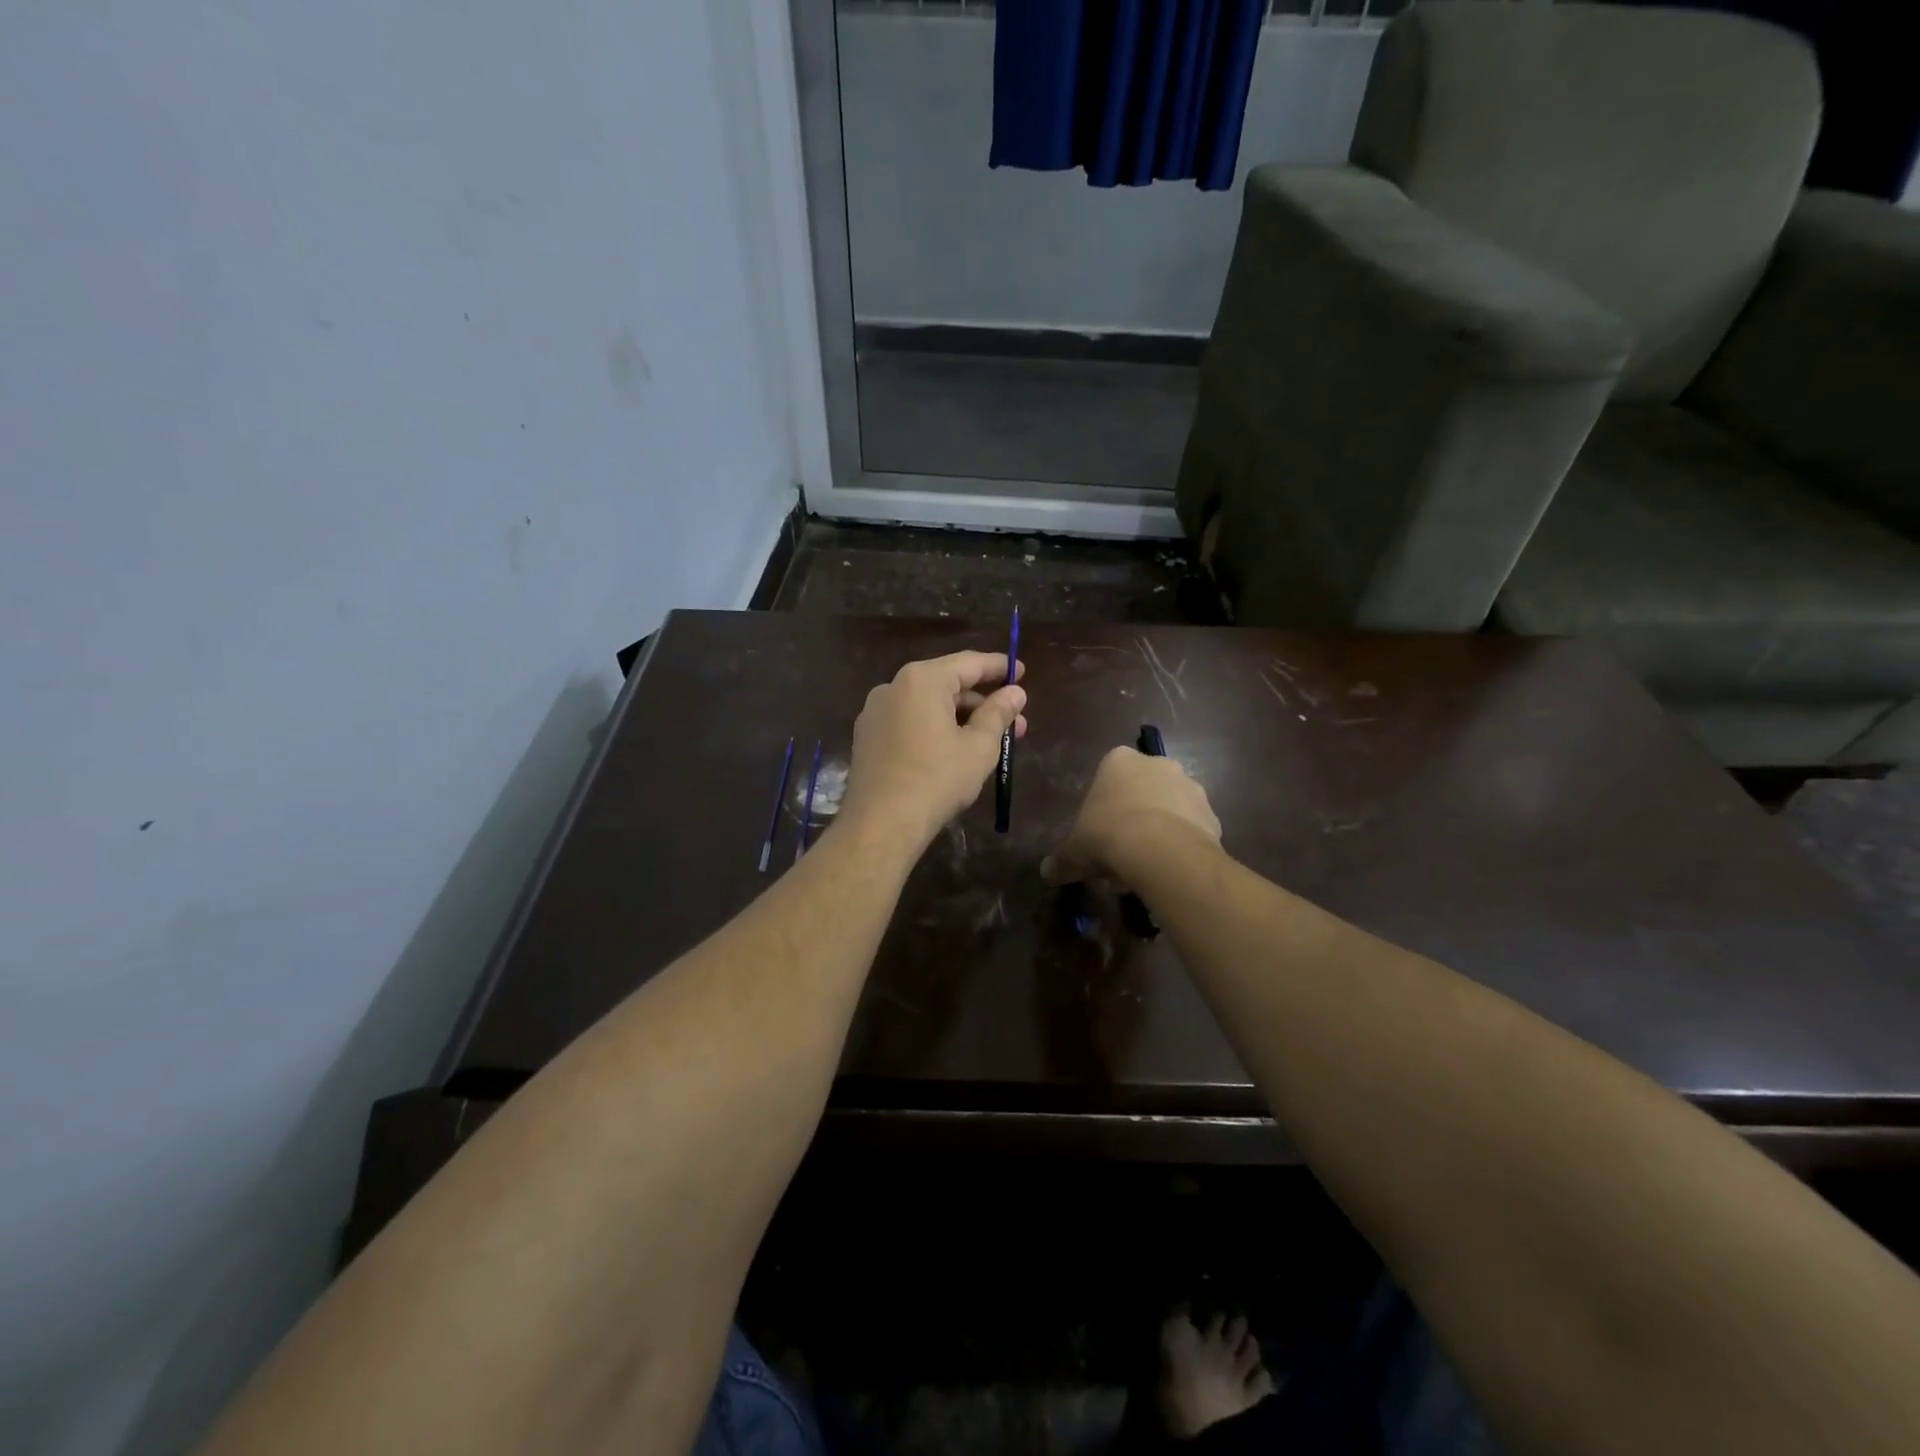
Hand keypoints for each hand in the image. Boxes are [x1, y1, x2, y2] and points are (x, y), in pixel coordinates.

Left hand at [839, 651, 1026, 850]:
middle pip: (947, 684)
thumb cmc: (937, 780)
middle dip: (982, 702)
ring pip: (927, 705)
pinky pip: (909, 722)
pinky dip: (934, 728)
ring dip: (960, 718)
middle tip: (1015, 721)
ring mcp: (875, 712)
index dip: (999, 667)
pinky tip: (954, 750)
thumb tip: (1015, 693)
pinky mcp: (868, 738)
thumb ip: (998, 714)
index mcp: (921, 680)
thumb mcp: (978, 747)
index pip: (968, 663)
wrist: (881, 825)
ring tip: (990, 741)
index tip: (1022, 672)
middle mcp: (893, 687)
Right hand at [1041, 746, 1220, 886]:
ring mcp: (1190, 786)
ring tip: (1147, 864)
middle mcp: (1158, 764)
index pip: (1108, 774)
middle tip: (1122, 849)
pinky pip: (1192, 828)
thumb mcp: (1074, 851)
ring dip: (1160, 828)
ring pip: (1170, 807)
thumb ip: (1061, 860)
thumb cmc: (1108, 836)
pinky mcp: (1212, 814)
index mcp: (1119, 761)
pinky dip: (1182, 844)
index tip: (1099, 831)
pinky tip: (1170, 868)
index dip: (1104, 804)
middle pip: (1143, 787)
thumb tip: (1047, 872)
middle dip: (1134, 813)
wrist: (1161, 852)